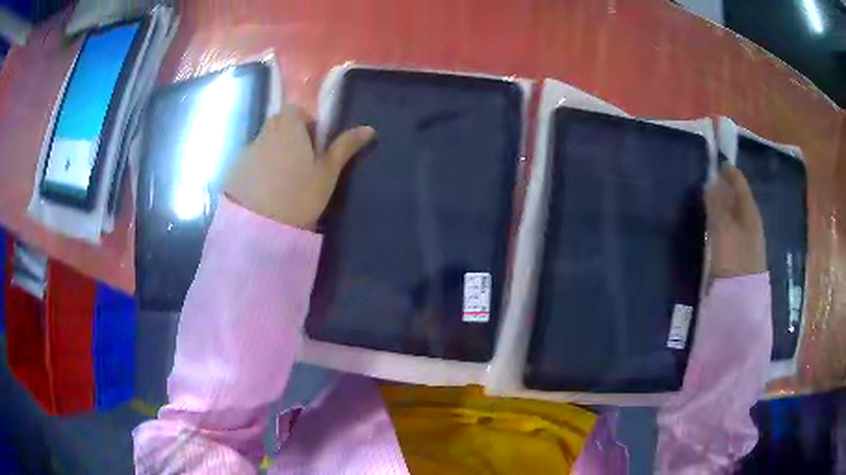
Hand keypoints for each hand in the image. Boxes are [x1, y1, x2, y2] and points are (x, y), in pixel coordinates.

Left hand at [224, 105, 374, 229]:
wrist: (257, 227)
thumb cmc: (299, 195)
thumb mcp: (327, 173)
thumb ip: (344, 147)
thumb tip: (369, 128)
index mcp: (288, 127)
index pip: (295, 110)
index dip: (305, 123)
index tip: (313, 146)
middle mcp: (264, 133)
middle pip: (278, 125)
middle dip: (290, 137)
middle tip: (301, 165)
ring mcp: (246, 151)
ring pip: (264, 144)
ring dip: (273, 155)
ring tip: (282, 184)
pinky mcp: (233, 170)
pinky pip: (250, 162)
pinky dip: (258, 170)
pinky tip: (264, 193)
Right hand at [705, 165, 766, 278]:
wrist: (741, 304)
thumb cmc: (734, 262)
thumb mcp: (724, 231)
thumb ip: (717, 206)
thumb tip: (710, 182)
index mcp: (751, 214)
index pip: (741, 186)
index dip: (730, 173)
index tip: (719, 161)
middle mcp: (752, 225)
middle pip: (739, 201)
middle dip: (727, 189)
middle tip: (711, 179)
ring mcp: (747, 244)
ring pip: (735, 217)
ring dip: (724, 207)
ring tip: (710, 201)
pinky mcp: (740, 259)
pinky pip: (732, 232)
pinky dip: (723, 224)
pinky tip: (715, 227)